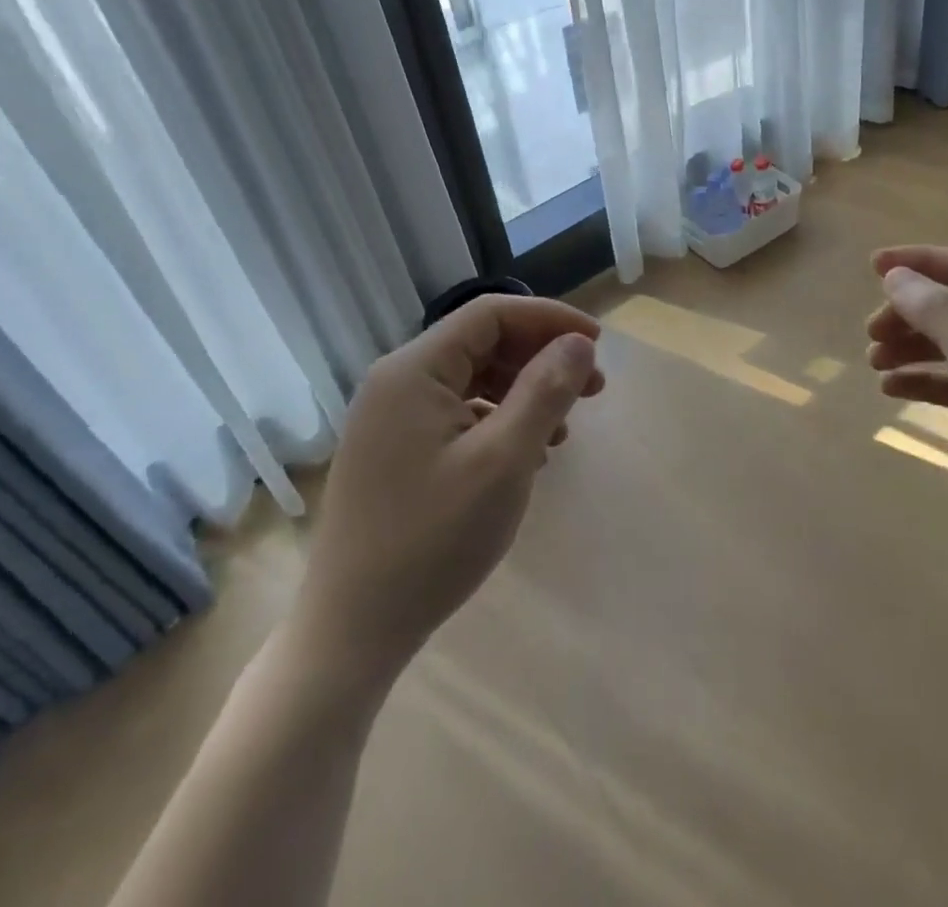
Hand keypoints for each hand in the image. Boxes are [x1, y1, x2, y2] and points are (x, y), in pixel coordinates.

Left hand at [294, 295, 604, 687]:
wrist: (351, 633)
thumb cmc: (432, 539)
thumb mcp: (503, 461)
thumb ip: (544, 391)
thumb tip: (578, 343)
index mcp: (413, 370)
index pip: (491, 314)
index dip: (549, 320)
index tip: (597, 344)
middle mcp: (397, 381)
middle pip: (482, 344)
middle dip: (541, 358)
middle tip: (593, 389)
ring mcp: (391, 418)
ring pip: (473, 380)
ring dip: (524, 392)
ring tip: (564, 430)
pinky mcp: (394, 451)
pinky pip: (457, 414)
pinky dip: (498, 421)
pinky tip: (527, 456)